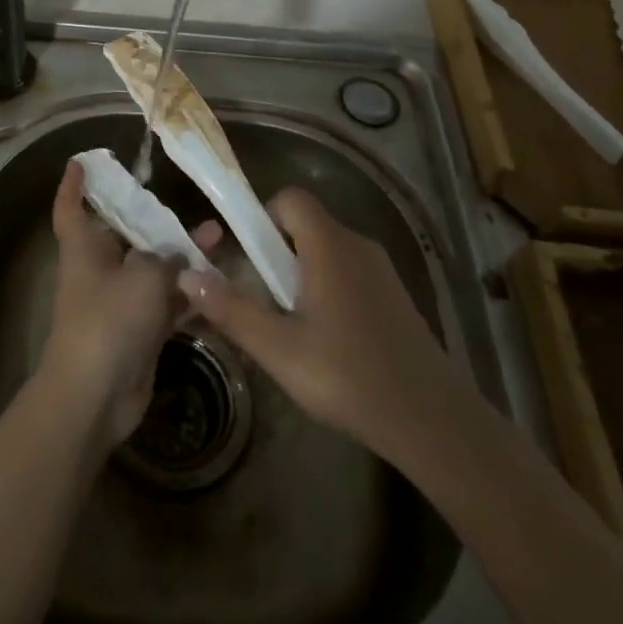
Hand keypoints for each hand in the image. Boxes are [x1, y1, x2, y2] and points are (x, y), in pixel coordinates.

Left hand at [38, 160, 221, 447]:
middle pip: (124, 235)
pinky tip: (219, 283)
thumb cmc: (109, 320)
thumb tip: (177, 257)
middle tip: (181, 199)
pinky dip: (188, 293)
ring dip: (180, 255)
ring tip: (217, 236)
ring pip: (152, 268)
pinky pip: (166, 302)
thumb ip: (165, 259)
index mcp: (84, 248)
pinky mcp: (139, 331)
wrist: (94, 397)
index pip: (71, 207)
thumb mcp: (143, 277)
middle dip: (152, 219)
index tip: (81, 162)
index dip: (73, 185)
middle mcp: (99, 269)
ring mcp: (120, 302)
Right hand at [178, 187, 449, 460]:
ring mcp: (381, 271)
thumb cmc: (350, 377)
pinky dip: (326, 291)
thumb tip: (187, 276)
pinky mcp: (394, 297)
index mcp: (330, 246)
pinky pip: (348, 274)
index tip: (247, 259)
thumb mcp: (279, 349)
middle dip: (275, 254)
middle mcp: (357, 245)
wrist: (435, 423)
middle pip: (305, 226)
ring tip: (288, 327)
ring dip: (299, 276)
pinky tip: (324, 342)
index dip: (262, 218)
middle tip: (262, 300)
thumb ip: (231, 310)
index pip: (290, 199)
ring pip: (326, 252)